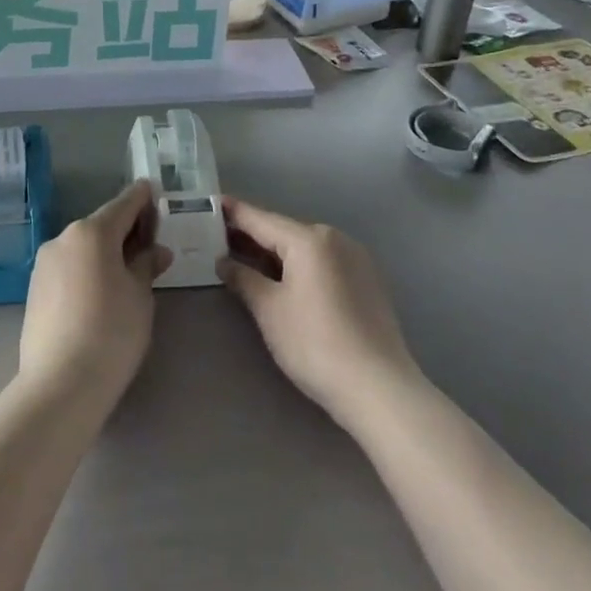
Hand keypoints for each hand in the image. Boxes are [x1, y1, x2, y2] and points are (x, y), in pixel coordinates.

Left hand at [19, 180, 169, 404]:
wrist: (61, 383)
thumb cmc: (112, 331)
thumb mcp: (140, 295)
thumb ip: (146, 264)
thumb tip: (155, 250)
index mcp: (92, 232)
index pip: (124, 204)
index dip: (142, 198)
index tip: (154, 192)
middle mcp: (63, 238)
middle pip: (101, 225)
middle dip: (126, 229)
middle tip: (151, 242)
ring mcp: (44, 263)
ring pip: (83, 247)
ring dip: (105, 251)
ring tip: (128, 272)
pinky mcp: (34, 288)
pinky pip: (68, 267)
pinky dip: (87, 269)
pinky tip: (100, 292)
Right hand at [219, 198, 422, 426]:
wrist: (379, 387)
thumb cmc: (314, 344)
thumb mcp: (269, 310)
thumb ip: (243, 278)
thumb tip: (223, 262)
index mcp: (309, 239)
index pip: (262, 219)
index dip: (234, 212)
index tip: (212, 203)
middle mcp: (335, 238)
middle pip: (284, 231)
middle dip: (253, 235)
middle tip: (219, 237)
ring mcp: (355, 258)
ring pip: (304, 247)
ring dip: (275, 251)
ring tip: (245, 257)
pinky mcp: (366, 280)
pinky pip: (322, 261)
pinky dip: (299, 264)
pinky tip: (283, 278)